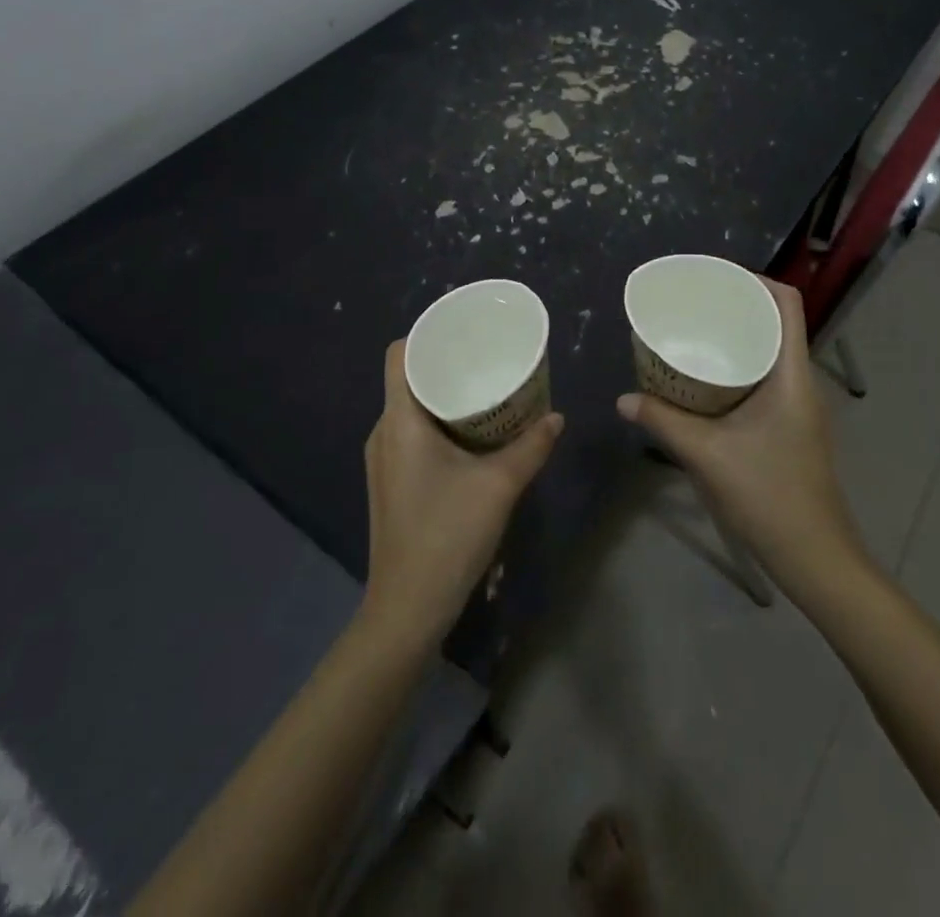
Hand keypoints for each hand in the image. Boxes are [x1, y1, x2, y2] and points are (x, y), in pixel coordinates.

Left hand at [362, 341, 563, 646]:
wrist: (407, 609)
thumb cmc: (447, 536)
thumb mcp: (499, 486)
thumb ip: (531, 446)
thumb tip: (556, 417)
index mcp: (399, 421)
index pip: (398, 354)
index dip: (426, 334)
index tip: (463, 331)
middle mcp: (383, 433)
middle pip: (407, 378)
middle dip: (446, 363)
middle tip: (487, 357)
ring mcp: (383, 459)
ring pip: (410, 407)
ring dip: (444, 394)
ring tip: (485, 389)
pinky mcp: (390, 481)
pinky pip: (411, 432)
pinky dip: (438, 421)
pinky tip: (471, 434)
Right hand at [617, 278, 868, 603]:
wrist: (814, 556)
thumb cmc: (768, 496)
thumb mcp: (707, 455)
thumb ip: (664, 422)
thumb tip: (624, 399)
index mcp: (791, 375)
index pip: (787, 304)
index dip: (756, 280)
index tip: (716, 277)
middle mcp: (800, 381)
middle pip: (777, 322)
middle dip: (738, 305)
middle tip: (695, 303)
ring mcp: (799, 405)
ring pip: (771, 351)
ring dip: (739, 336)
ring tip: (696, 333)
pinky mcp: (790, 425)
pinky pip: (766, 377)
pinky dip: (740, 365)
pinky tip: (708, 380)